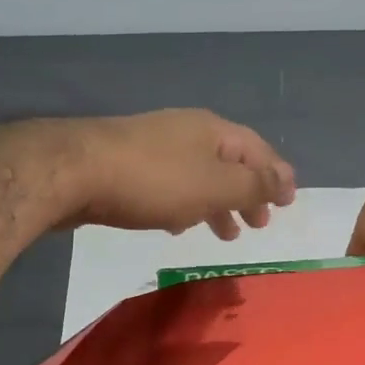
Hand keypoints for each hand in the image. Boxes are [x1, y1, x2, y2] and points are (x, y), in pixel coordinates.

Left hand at [54, 109, 296, 238]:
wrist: (75, 171)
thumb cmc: (155, 180)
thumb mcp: (215, 185)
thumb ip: (253, 185)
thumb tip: (285, 181)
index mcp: (214, 131)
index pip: (258, 150)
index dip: (277, 176)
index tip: (289, 203)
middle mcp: (187, 132)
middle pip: (229, 163)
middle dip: (248, 194)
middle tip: (259, 225)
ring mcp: (155, 146)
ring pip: (199, 177)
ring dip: (217, 204)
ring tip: (225, 234)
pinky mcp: (129, 166)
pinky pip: (171, 186)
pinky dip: (185, 205)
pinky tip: (178, 226)